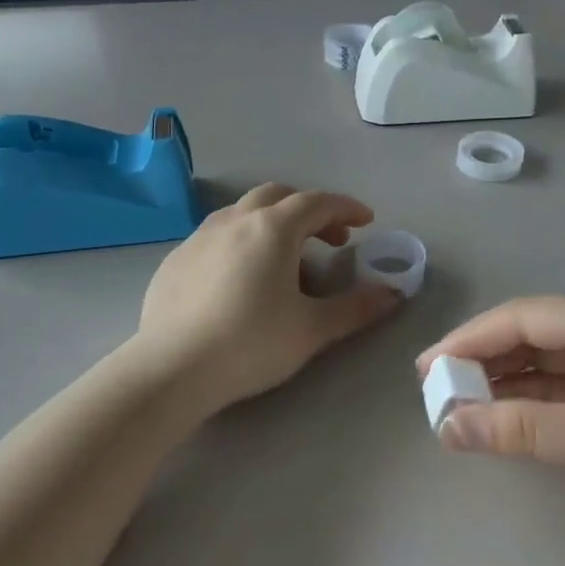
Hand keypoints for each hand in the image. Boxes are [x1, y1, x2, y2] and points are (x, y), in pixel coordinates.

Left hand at [136, 184, 399, 418]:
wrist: (171, 369)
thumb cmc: (251, 344)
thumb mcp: (312, 329)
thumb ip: (356, 308)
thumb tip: (393, 294)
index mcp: (272, 228)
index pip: (318, 202)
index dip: (347, 207)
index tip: (366, 221)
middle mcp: (235, 220)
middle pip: (278, 196)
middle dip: (309, 210)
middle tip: (330, 239)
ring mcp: (199, 237)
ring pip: (243, 212)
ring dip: (273, 223)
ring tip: (286, 259)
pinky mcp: (175, 260)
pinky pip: (217, 236)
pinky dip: (241, 242)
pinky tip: (240, 278)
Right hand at [420, 297, 564, 553]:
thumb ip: (522, 430)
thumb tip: (447, 424)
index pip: (525, 318)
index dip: (471, 339)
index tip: (427, 369)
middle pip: (532, 336)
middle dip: (482, 360)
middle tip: (435, 390)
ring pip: (544, 363)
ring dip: (502, 383)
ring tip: (457, 406)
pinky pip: (562, 390)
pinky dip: (529, 403)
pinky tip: (500, 418)